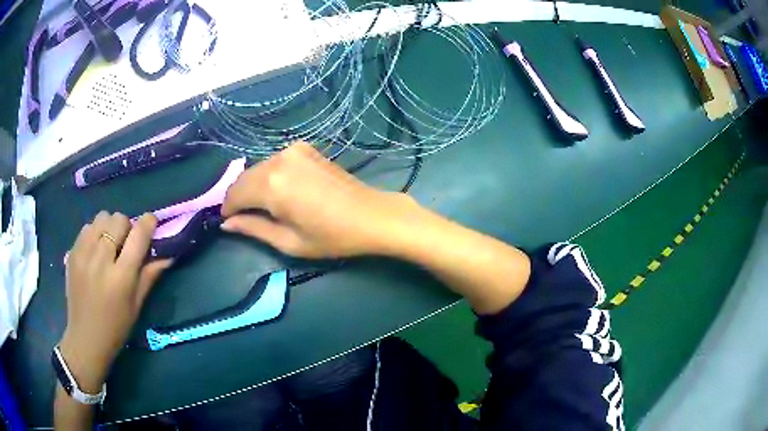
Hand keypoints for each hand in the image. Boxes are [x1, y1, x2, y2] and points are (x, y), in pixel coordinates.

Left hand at [59, 212, 170, 392]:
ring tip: (108, 245)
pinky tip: (95, 251)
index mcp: (121, 277)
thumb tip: (168, 254)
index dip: (148, 223)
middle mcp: (101, 260)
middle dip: (127, 227)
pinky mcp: (72, 252)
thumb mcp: (136, 305)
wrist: (86, 338)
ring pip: (102, 217)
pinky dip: (95, 233)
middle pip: (119, 219)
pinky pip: (87, 227)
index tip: (152, 223)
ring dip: (110, 227)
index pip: (138, 235)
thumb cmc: (116, 327)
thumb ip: (150, 275)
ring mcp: (83, 254)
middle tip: (126, 244)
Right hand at [221, 142, 417, 257]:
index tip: (227, 222)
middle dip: (238, 197)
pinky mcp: (305, 148)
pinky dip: (269, 175)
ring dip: (253, 186)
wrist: (371, 215)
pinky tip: (279, 191)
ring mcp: (293, 150)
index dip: (227, 209)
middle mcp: (278, 160)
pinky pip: (275, 162)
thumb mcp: (288, 241)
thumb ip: (253, 228)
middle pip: (244, 178)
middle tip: (242, 217)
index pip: (234, 194)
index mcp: (271, 185)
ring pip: (258, 168)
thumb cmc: (331, 236)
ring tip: (262, 207)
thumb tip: (226, 224)